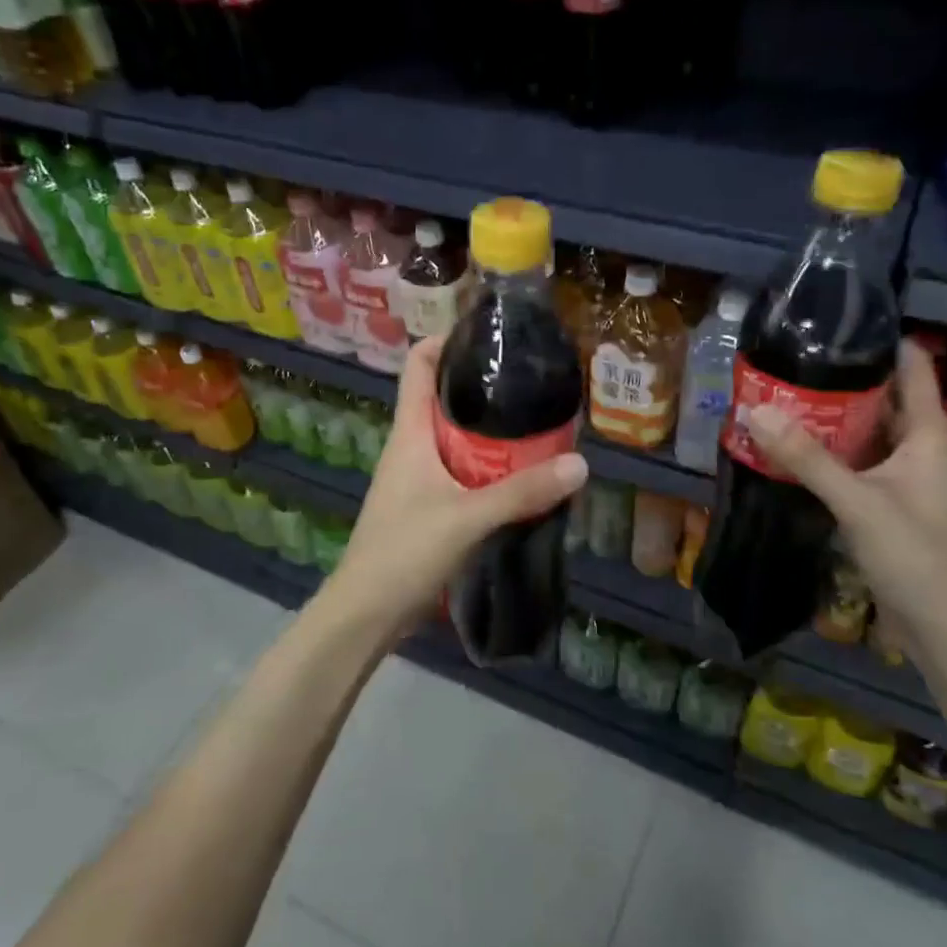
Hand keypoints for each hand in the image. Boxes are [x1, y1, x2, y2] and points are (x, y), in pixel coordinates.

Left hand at [324, 333, 587, 641]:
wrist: (366, 613)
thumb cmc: (404, 552)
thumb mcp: (467, 518)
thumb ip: (521, 492)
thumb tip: (580, 464)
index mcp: (409, 433)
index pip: (418, 366)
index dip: (446, 341)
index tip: (488, 334)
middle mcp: (411, 447)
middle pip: (444, 399)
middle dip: (483, 387)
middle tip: (531, 382)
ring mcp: (417, 479)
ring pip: (455, 439)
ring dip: (489, 431)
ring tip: (536, 424)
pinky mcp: (426, 507)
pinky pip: (460, 472)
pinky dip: (487, 467)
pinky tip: (519, 477)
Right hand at [747, 338, 946, 646]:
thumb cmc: (917, 556)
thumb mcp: (859, 502)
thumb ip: (807, 458)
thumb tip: (755, 411)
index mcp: (929, 437)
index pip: (914, 369)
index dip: (884, 341)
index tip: (839, 320)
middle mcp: (920, 451)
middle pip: (884, 400)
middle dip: (843, 380)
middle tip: (793, 360)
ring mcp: (905, 481)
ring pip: (868, 436)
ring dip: (833, 420)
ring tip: (785, 397)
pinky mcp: (890, 507)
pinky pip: (858, 467)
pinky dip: (831, 455)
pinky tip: (796, 452)